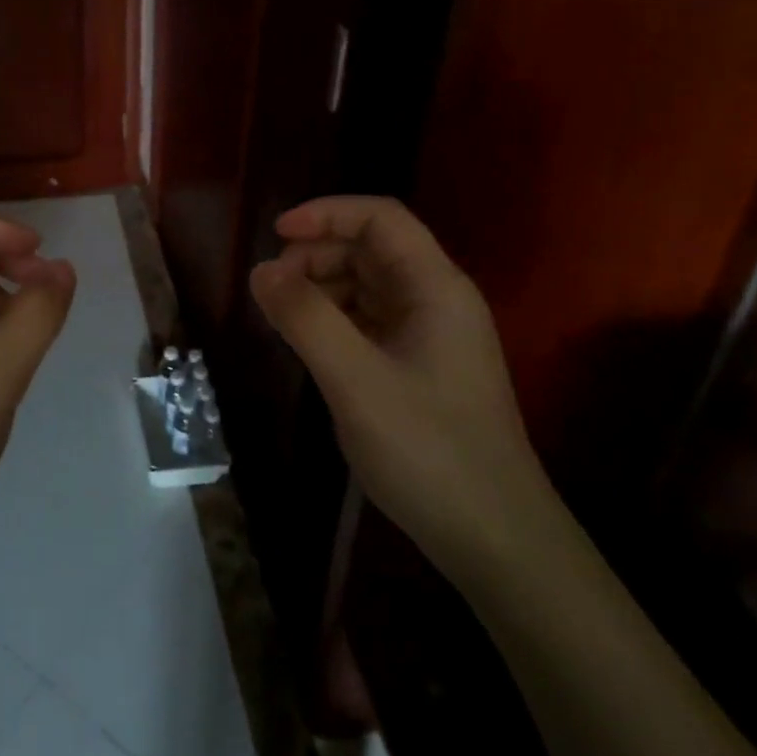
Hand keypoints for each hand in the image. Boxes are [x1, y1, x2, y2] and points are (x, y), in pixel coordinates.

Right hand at [249, 196, 554, 579]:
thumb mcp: (356, 381)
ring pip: (368, 285)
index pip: (381, 218)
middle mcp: (437, 301)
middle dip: (318, 253)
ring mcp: (430, 336)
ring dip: (323, 286)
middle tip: (273, 285)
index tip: (276, 234)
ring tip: (284, 315)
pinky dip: (335, 319)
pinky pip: (370, 321)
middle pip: (372, 248)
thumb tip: (261, 270)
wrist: (496, 541)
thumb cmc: (429, 451)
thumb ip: (306, 318)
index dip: (327, 213)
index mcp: (436, 287)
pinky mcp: (419, 367)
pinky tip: (310, 343)